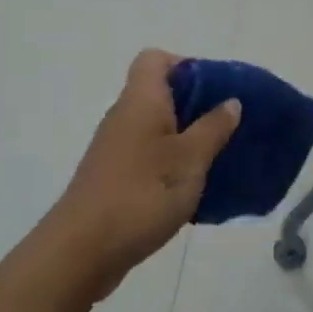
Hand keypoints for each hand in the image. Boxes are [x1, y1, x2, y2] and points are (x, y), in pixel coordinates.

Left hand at [40, 49, 241, 303]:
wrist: (81, 252)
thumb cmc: (141, 194)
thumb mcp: (190, 160)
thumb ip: (213, 128)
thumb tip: (231, 101)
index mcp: (141, 101)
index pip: (155, 59)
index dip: (186, 65)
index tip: (215, 90)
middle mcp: (124, 117)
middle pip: (160, 93)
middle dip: (197, 105)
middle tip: (228, 126)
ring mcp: (116, 149)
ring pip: (157, 127)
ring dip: (187, 137)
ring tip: (218, 158)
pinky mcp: (114, 178)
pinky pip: (150, 156)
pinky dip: (172, 164)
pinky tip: (194, 187)